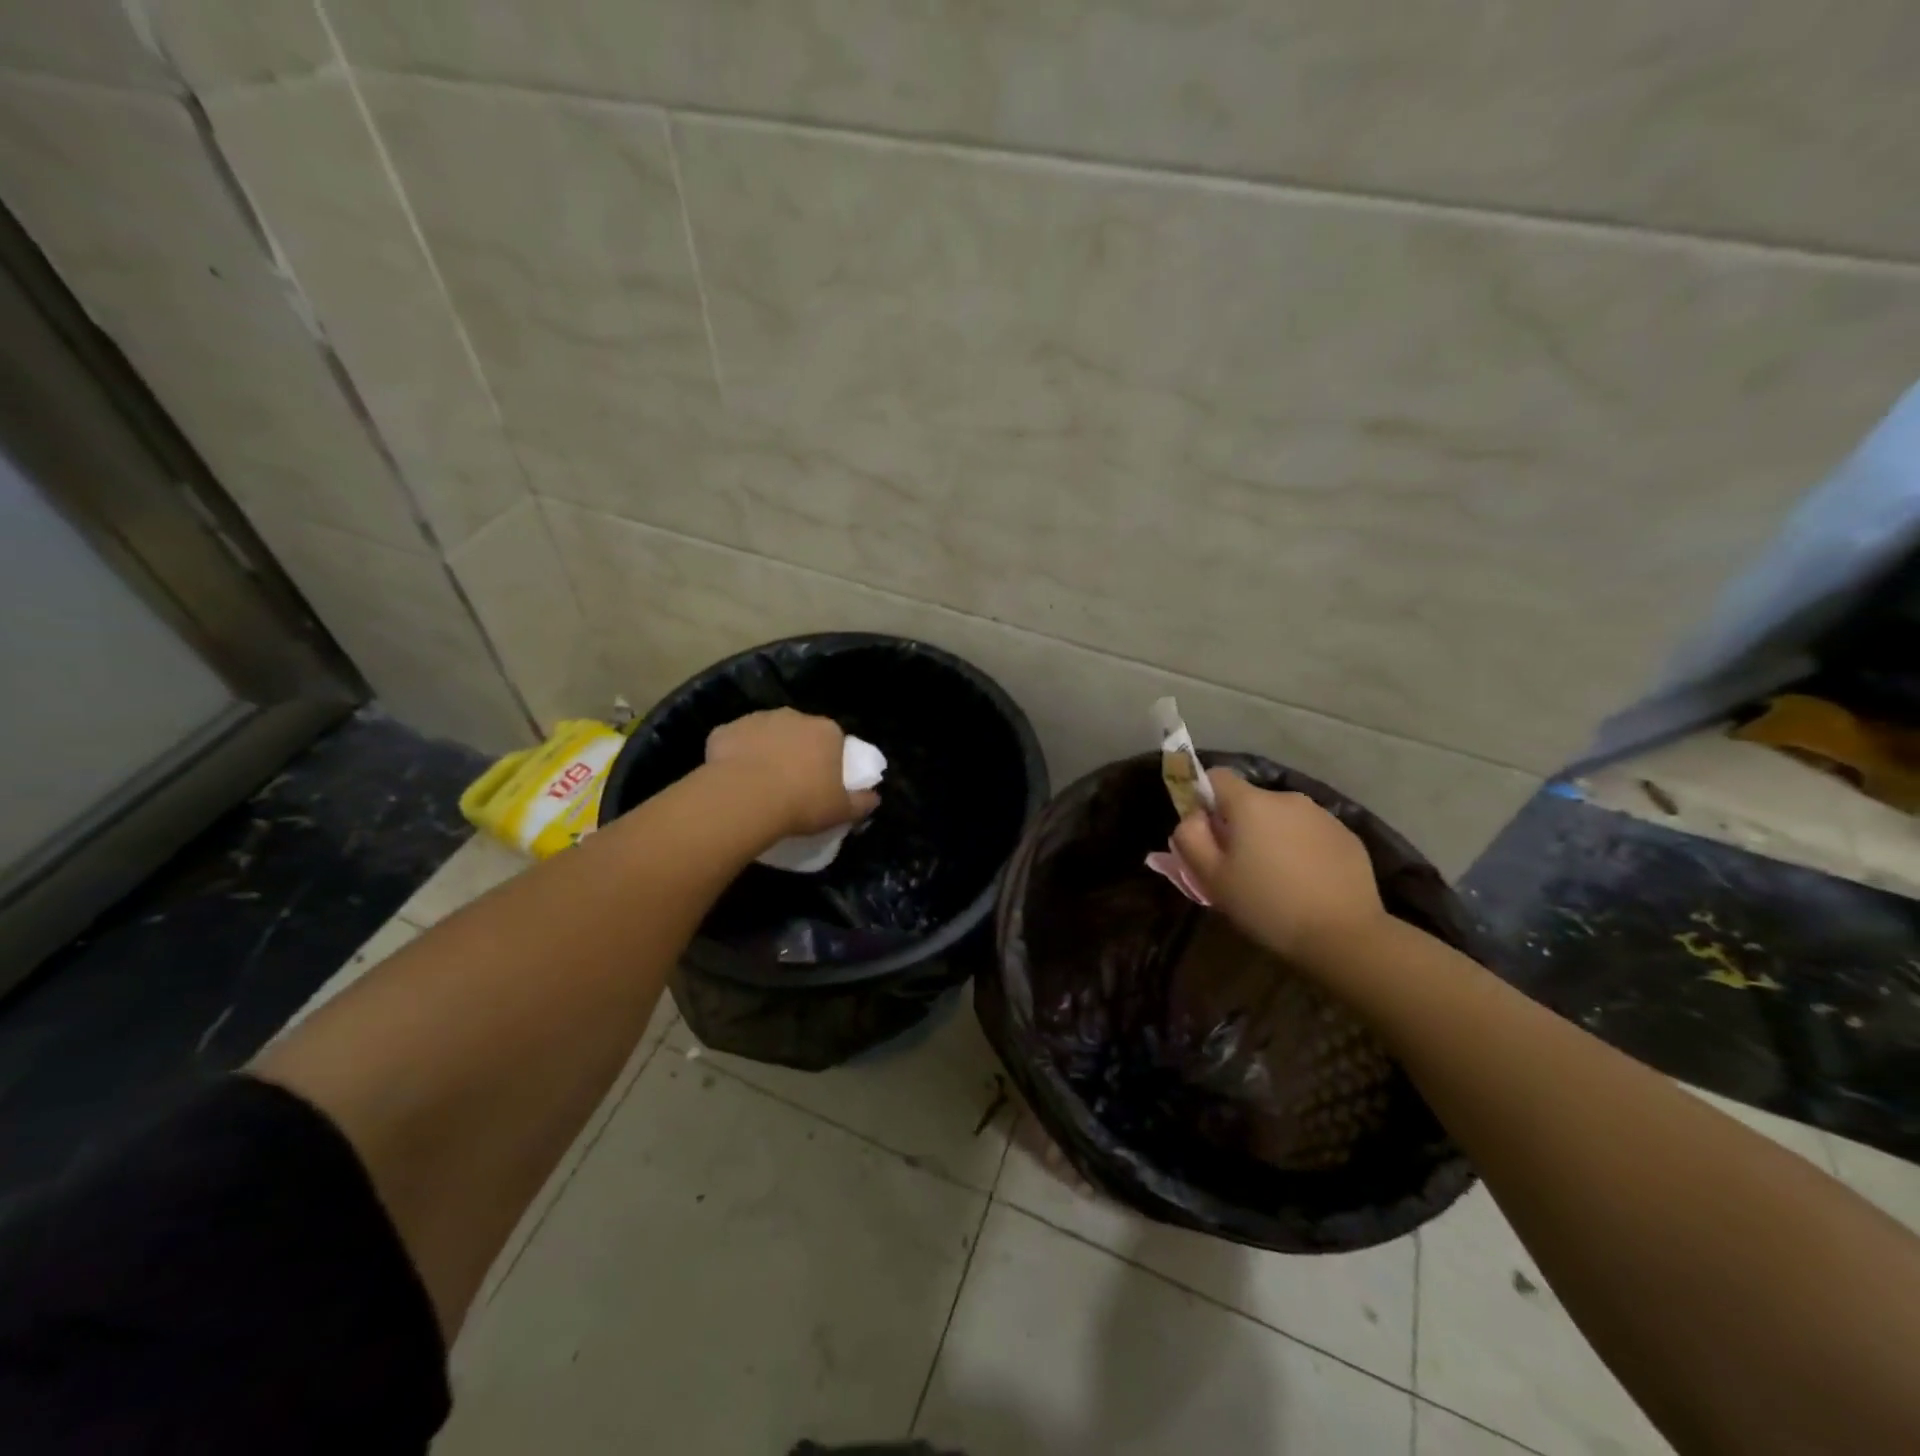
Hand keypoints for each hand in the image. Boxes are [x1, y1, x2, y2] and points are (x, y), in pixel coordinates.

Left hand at [704, 709, 878, 838]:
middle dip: (795, 751)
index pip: (833, 740)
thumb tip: (875, 798)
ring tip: (759, 783)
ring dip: (765, 751)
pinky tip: (733, 779)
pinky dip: (735, 756)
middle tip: (790, 784)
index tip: (820, 782)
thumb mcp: (841, 811)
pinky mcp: (725, 730)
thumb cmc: (802, 802)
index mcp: (826, 731)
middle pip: (799, 732)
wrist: (745, 798)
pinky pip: (734, 742)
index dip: (827, 760)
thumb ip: (861, 803)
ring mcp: (757, 719)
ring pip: (765, 734)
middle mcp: (793, 716)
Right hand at [1171, 768, 1389, 969]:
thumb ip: (1190, 838)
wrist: (1344, 935)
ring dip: (1273, 836)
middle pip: (1251, 800)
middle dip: (1240, 824)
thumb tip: (1193, 817)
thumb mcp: (1211, 878)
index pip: (1216, 777)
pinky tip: (1306, 882)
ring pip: (1283, 817)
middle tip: (1239, 865)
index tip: (1207, 832)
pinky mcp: (1347, 836)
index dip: (1205, 798)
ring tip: (1276, 876)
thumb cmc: (1267, 904)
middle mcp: (1287, 798)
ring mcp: (1322, 815)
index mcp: (1251, 803)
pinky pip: (1311, 833)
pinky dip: (1302, 848)